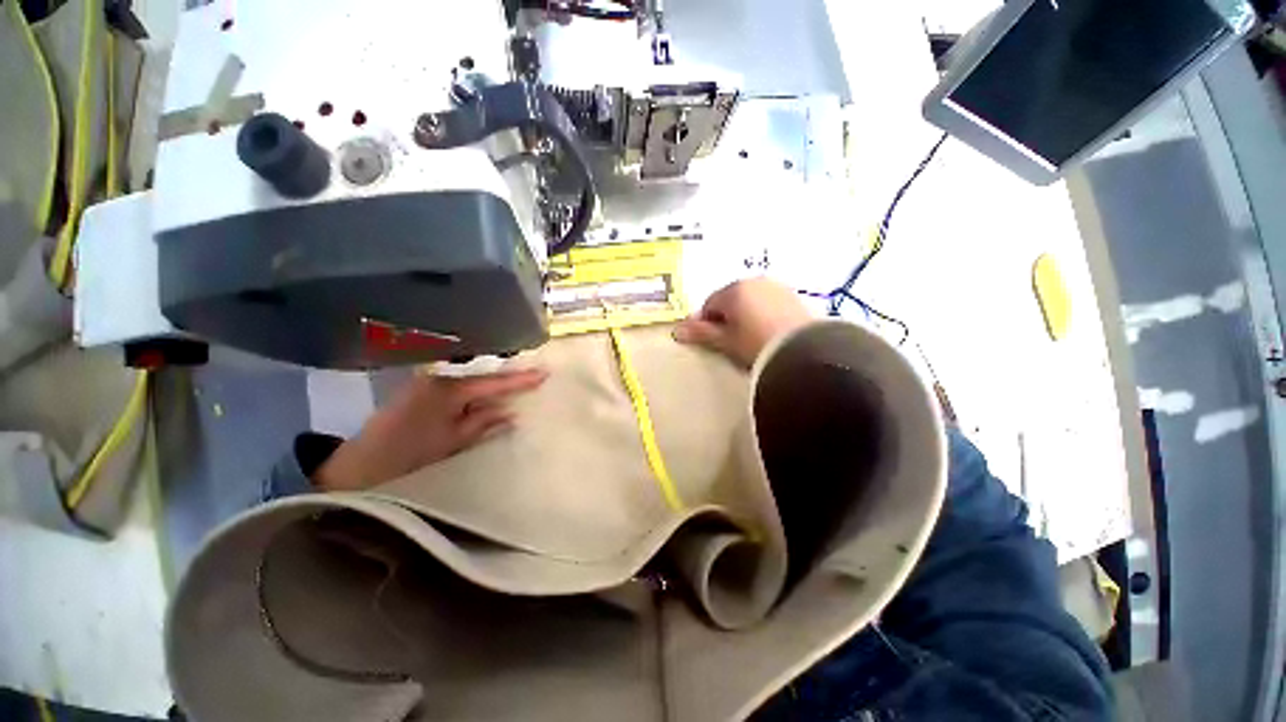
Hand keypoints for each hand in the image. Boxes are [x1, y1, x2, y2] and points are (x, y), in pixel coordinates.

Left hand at [314, 368, 546, 491]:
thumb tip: (512, 414)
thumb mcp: (452, 442)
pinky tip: (488, 400)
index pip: (493, 382)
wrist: (356, 468)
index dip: (521, 380)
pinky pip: (458, 391)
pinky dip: (475, 396)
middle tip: (535, 379)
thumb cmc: (407, 457)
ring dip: (492, 389)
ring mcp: (427, 385)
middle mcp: (437, 379)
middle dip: (508, 380)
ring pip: (470, 384)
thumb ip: (483, 424)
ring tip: (518, 389)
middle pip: (482, 378)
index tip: (545, 373)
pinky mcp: (420, 394)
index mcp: (448, 389)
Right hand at [673, 278, 812, 367]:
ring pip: (751, 300)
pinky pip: (769, 303)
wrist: (804, 351)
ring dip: (745, 315)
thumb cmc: (756, 343)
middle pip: (731, 300)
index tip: (710, 341)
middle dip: (726, 318)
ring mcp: (776, 287)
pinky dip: (763, 315)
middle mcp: (754, 282)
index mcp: (734, 290)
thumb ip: (701, 333)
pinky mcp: (794, 296)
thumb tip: (675, 330)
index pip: (710, 304)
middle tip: (730, 342)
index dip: (706, 323)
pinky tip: (768, 333)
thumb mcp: (726, 341)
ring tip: (750, 340)